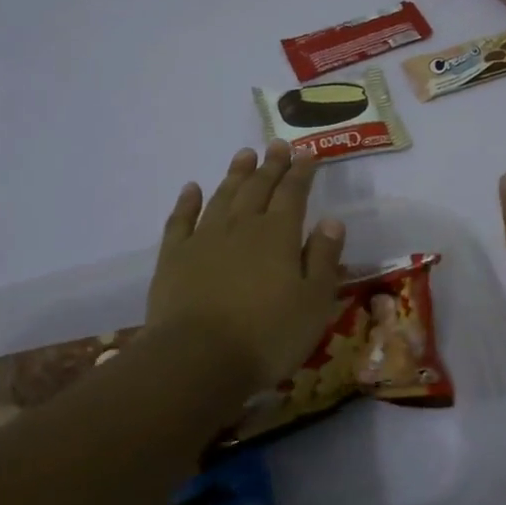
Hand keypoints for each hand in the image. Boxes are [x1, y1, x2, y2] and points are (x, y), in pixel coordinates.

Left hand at [144, 142, 347, 392]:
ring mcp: (205, 239)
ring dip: (235, 174)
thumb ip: (324, 258)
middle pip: (259, 188)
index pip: (294, 193)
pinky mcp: (174, 257)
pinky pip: (181, 220)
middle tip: (278, 144)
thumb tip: (331, 220)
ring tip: (244, 155)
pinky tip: (192, 189)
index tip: (307, 153)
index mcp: (279, 235)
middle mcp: (242, 226)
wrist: (197, 360)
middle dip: (271, 165)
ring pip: (223, 197)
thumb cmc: (266, 335)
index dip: (301, 172)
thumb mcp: (314, 302)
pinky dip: (187, 202)